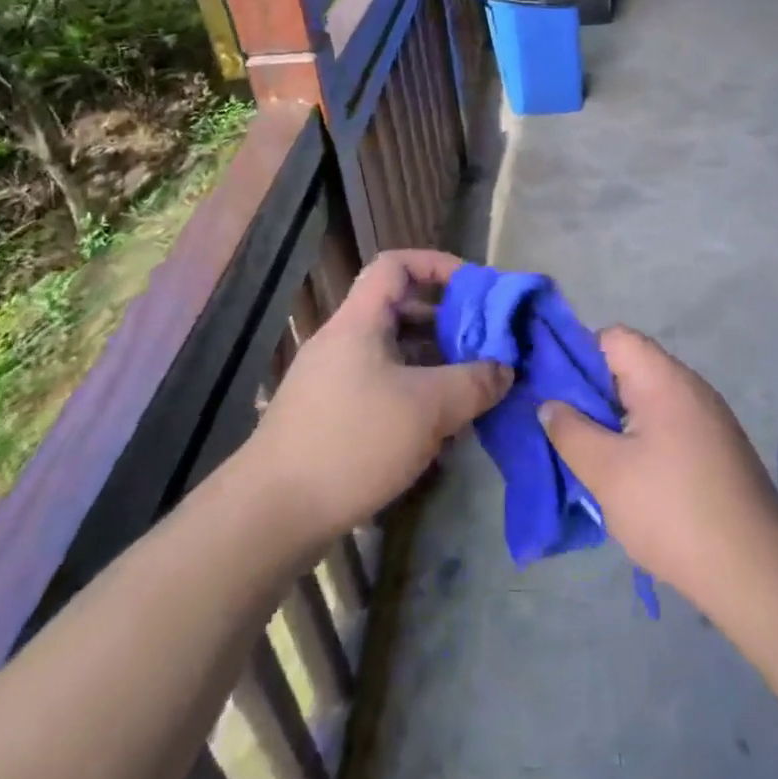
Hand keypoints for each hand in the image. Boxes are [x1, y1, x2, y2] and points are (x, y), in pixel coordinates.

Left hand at [248, 249, 512, 543]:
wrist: (272, 513)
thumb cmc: (353, 443)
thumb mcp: (428, 409)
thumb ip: (474, 382)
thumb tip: (505, 368)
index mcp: (359, 321)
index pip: (396, 265)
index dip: (438, 265)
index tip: (476, 289)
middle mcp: (342, 341)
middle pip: (399, 310)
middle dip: (446, 323)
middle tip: (484, 345)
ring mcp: (332, 379)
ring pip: (393, 353)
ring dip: (434, 363)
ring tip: (470, 388)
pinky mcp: (329, 415)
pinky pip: (381, 386)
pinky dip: (413, 394)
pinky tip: (438, 429)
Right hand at [540, 328, 777, 614]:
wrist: (756, 573)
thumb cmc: (672, 511)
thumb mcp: (606, 472)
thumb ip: (570, 431)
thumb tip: (550, 404)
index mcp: (664, 379)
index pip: (613, 338)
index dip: (579, 355)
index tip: (556, 392)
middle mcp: (690, 387)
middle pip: (631, 367)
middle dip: (593, 393)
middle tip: (566, 428)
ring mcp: (709, 418)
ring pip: (648, 400)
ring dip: (617, 421)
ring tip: (592, 456)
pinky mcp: (718, 448)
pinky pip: (669, 425)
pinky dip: (643, 439)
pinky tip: (630, 477)